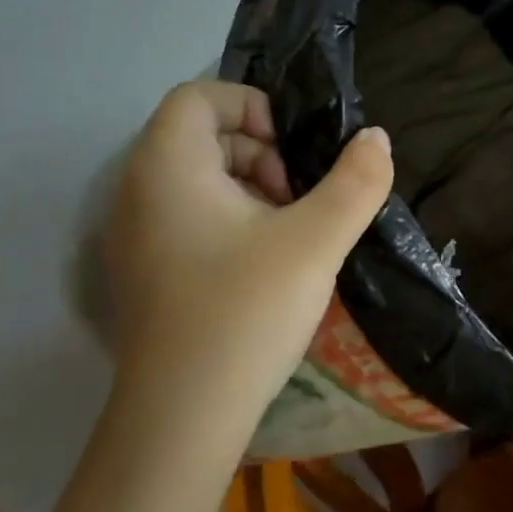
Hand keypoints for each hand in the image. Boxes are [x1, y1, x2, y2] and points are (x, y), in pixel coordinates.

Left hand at [104, 81, 393, 443]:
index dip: (253, 107)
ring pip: (197, 182)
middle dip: (260, 153)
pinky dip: (231, 223)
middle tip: (299, 199)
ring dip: (250, 191)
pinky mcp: (145, 273)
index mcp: (167, 166)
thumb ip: (355, 183)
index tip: (295, 152)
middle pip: (199, 137)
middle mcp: (138, 191)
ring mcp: (135, 236)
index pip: (199, 96)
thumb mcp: (316, 242)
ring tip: (290, 235)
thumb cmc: (245, 311)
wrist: (183, 416)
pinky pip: (188, 220)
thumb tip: (377, 139)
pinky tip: (265, 267)